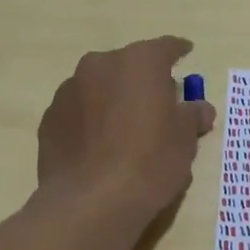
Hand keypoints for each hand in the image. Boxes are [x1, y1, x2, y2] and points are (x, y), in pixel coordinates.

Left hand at [36, 36, 215, 221]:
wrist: (90, 202)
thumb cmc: (149, 162)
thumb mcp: (185, 139)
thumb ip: (192, 115)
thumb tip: (200, 109)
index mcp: (139, 62)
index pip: (166, 47)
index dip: (178, 51)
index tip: (186, 53)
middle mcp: (100, 65)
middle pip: (129, 65)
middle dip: (143, 79)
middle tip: (158, 103)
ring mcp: (69, 90)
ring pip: (99, 86)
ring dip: (114, 98)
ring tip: (125, 129)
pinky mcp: (49, 119)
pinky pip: (79, 111)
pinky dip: (91, 120)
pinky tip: (100, 146)